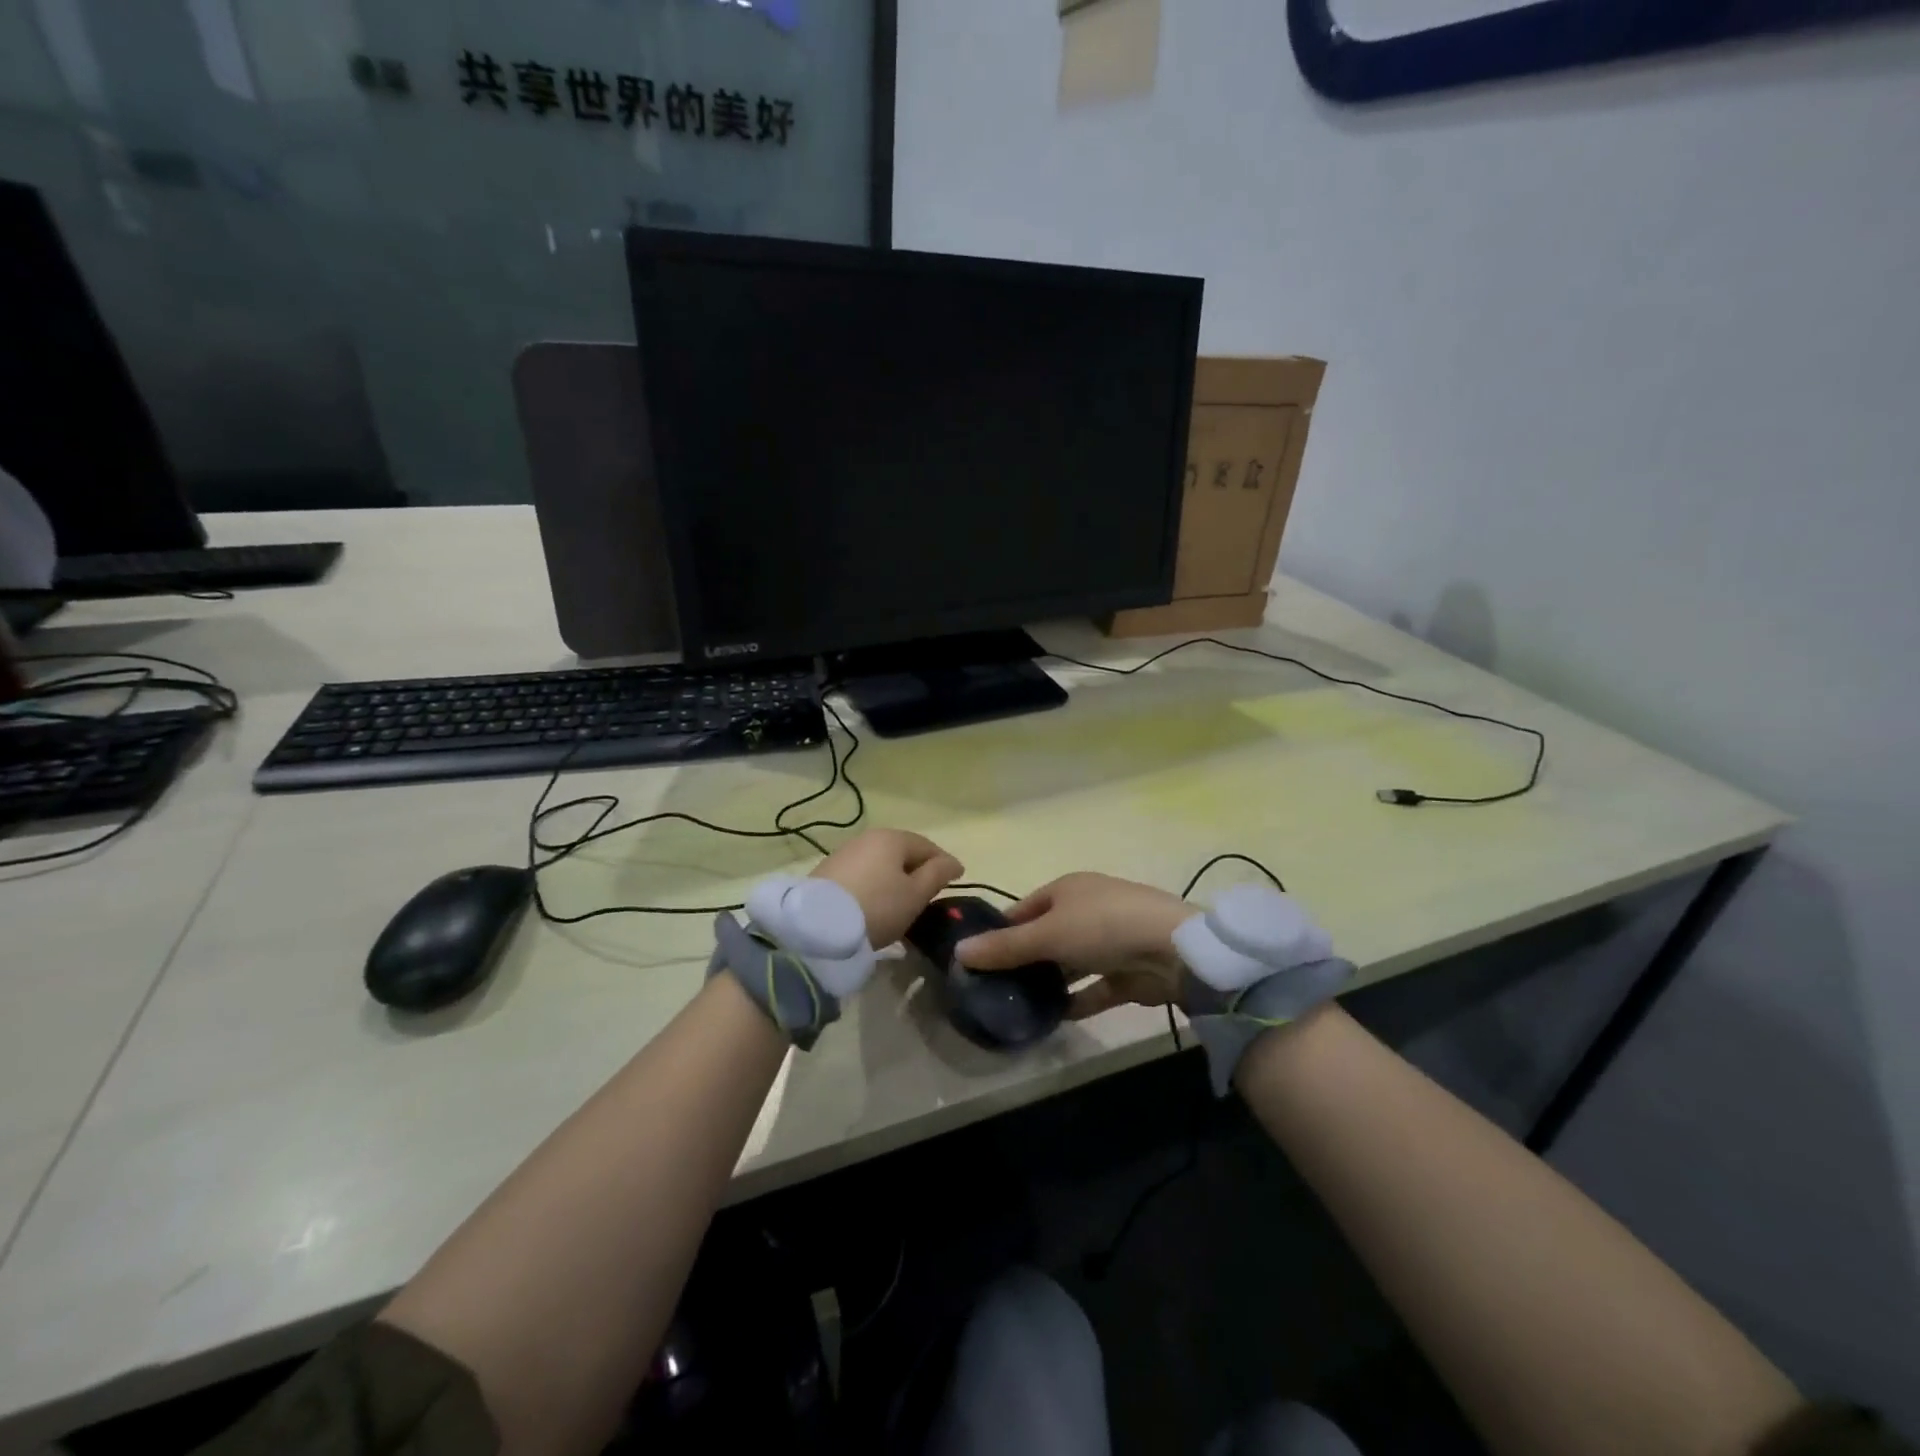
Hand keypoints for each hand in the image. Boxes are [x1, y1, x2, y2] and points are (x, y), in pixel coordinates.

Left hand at [810, 829, 964, 948]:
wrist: (818, 927)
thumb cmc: (878, 907)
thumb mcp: (916, 895)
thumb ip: (938, 875)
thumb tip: (953, 862)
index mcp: (892, 838)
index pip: (927, 846)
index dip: (944, 863)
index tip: (957, 881)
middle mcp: (867, 838)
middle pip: (902, 852)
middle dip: (918, 869)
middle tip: (930, 893)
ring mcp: (844, 853)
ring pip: (880, 863)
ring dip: (895, 878)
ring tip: (902, 901)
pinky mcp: (827, 873)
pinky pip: (862, 874)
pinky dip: (875, 885)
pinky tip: (876, 903)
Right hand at [954, 873, 1192, 1019]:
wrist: (1174, 949)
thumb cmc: (1103, 926)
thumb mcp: (1047, 934)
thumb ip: (1005, 947)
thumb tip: (958, 952)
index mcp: (1068, 889)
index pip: (1024, 908)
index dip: (1000, 930)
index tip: (978, 958)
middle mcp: (1087, 910)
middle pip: (1047, 936)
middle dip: (1024, 960)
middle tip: (994, 988)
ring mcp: (1110, 941)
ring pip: (1070, 963)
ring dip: (1050, 982)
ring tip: (1018, 1007)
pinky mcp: (1127, 972)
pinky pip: (1094, 988)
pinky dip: (1076, 1001)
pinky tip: (1054, 1019)